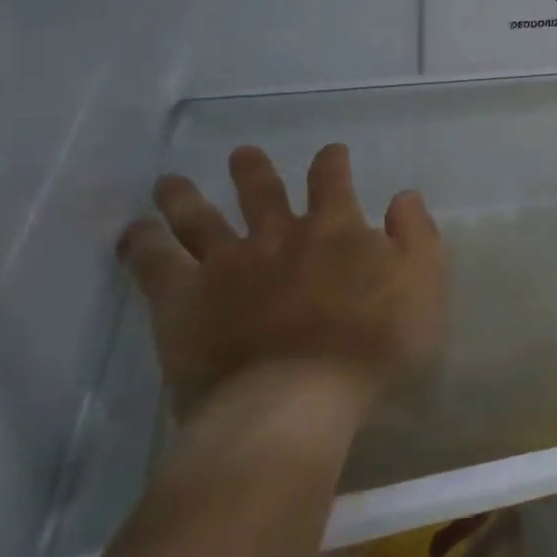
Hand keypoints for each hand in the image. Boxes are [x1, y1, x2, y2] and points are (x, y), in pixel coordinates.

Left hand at [118, 143, 446, 429]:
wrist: (294, 403)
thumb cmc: (372, 348)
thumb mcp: (423, 287)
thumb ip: (416, 236)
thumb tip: (402, 196)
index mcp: (334, 228)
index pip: (331, 180)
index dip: (331, 162)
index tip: (330, 153)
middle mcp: (277, 235)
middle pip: (260, 191)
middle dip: (252, 170)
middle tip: (242, 154)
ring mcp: (226, 265)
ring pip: (200, 218)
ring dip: (185, 197)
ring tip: (169, 182)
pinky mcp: (183, 302)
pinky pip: (154, 264)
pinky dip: (142, 244)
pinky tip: (134, 233)